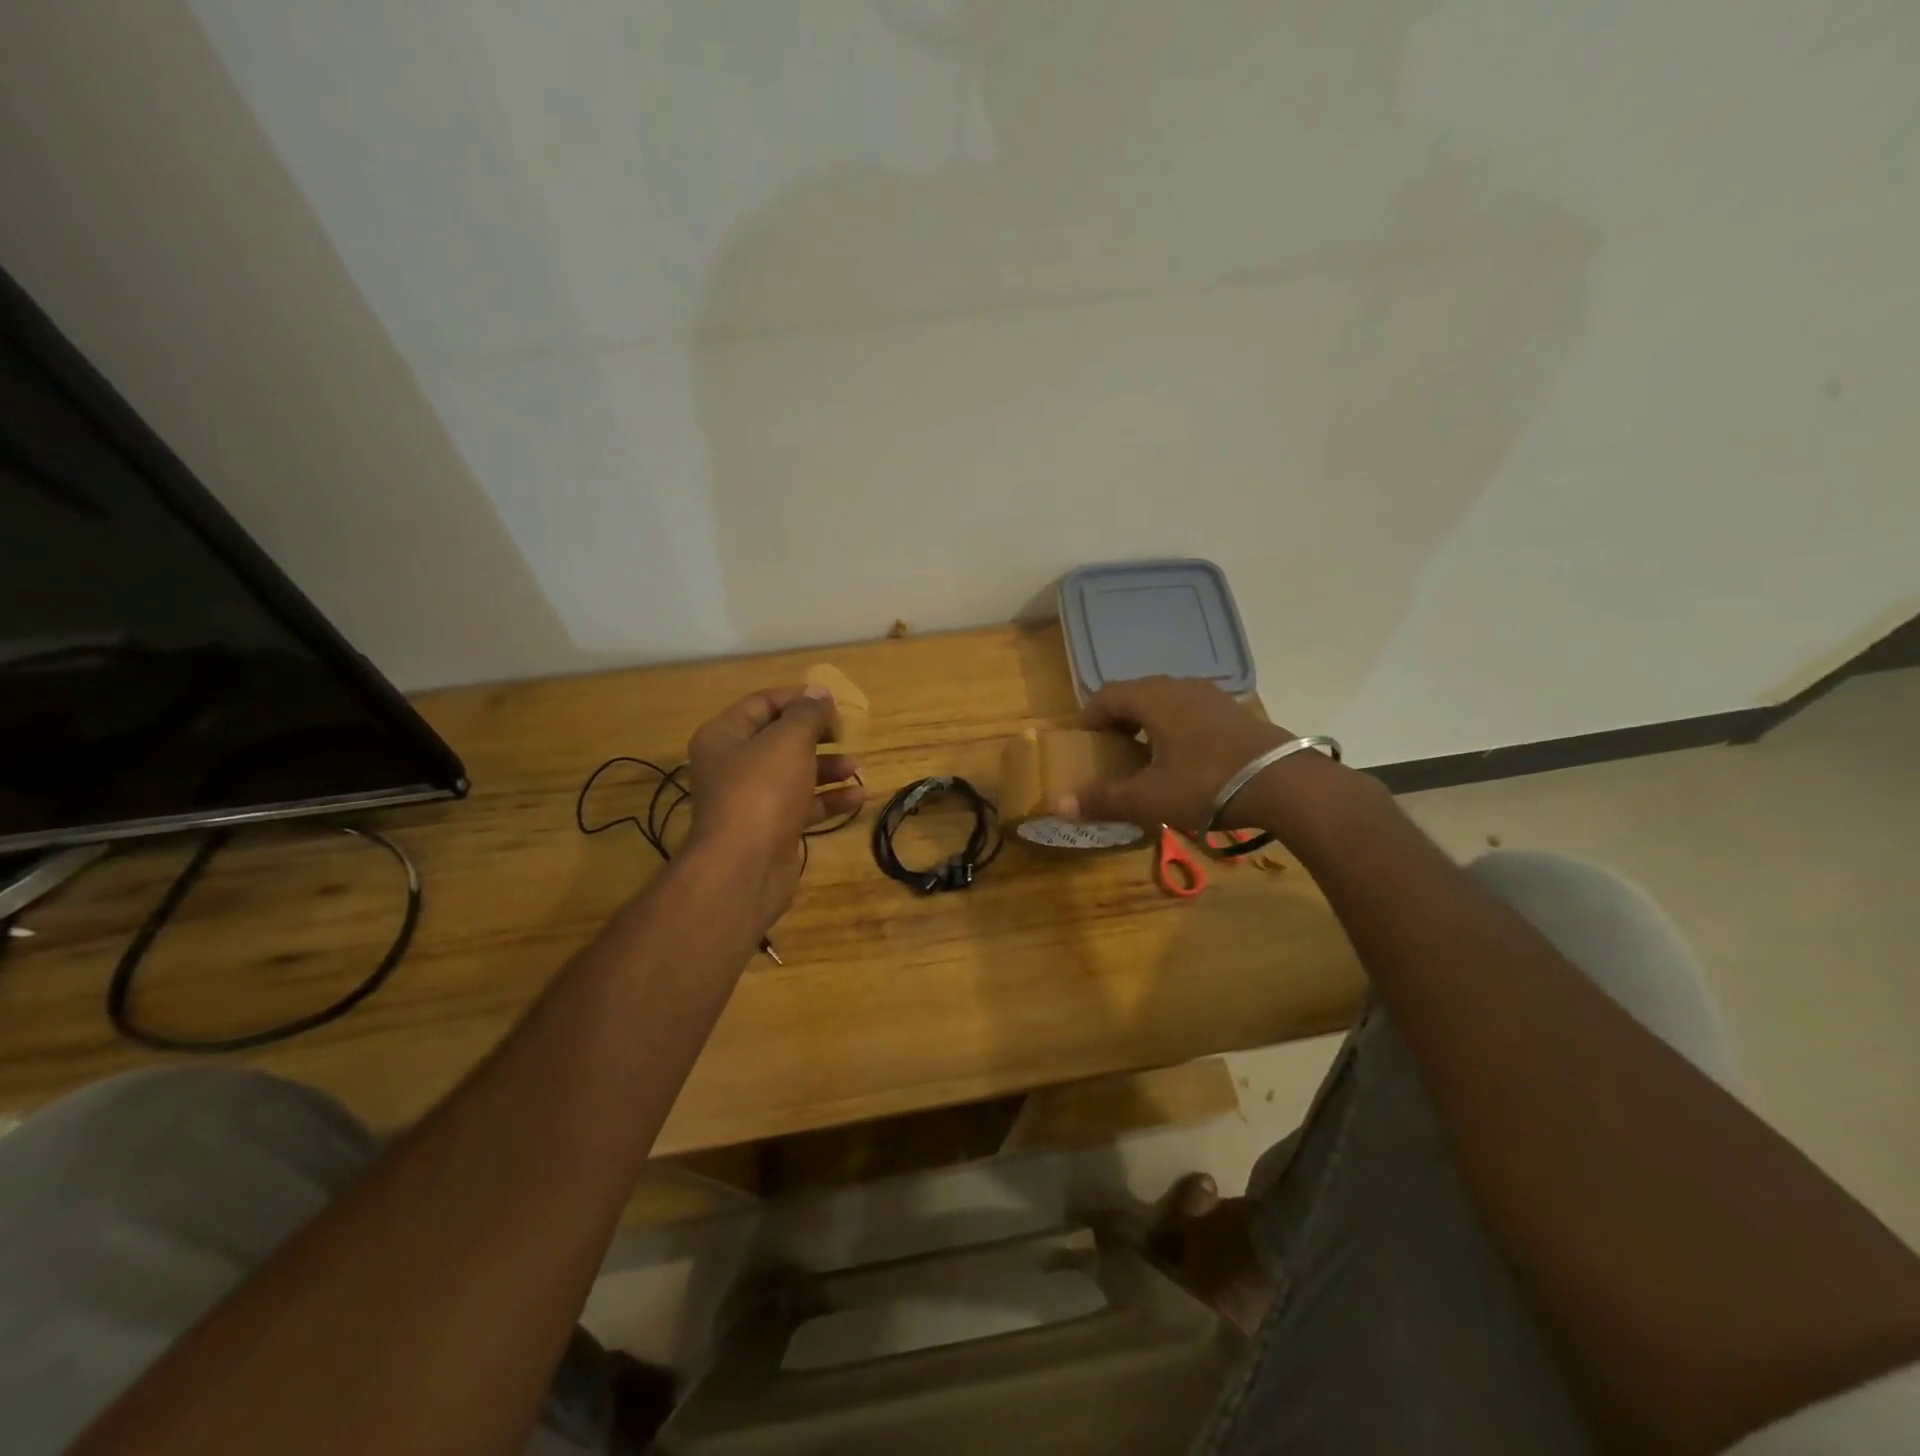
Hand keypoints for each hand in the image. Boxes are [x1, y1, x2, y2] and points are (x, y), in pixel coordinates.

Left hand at [685, 686, 864, 930]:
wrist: (744, 867)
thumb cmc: (762, 791)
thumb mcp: (789, 740)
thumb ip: (807, 714)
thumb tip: (819, 693)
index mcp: (724, 736)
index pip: (761, 703)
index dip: (797, 698)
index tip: (832, 702)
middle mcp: (733, 765)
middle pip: (778, 739)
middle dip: (815, 735)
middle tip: (844, 732)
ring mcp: (751, 800)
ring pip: (793, 774)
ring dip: (826, 768)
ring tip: (855, 766)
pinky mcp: (770, 829)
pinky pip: (802, 806)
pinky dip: (828, 800)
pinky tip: (858, 797)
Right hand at [1057, 677, 1290, 831]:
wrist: (1285, 784)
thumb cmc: (1206, 783)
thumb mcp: (1149, 797)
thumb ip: (1103, 798)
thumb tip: (1059, 805)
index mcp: (1154, 699)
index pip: (1107, 695)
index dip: (1089, 717)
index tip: (1083, 742)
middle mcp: (1181, 688)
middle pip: (1137, 695)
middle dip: (1118, 720)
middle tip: (1110, 750)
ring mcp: (1213, 697)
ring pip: (1167, 702)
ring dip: (1149, 723)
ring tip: (1145, 754)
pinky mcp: (1236, 712)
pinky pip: (1193, 712)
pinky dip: (1176, 728)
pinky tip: (1184, 758)